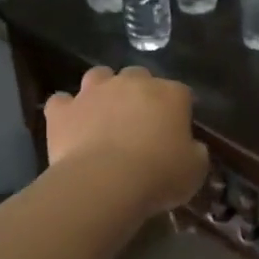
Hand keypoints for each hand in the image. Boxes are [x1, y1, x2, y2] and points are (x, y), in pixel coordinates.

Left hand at [43, 67, 208, 215]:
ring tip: (103, 114)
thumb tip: (192, 147)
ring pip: (98, 76)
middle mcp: (132, 83)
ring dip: (102, 90)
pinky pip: (61, 102)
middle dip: (139, 93)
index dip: (179, 109)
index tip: (178, 129)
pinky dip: (66, 110)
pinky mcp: (63, 110)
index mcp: (170, 94)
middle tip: (139, 121)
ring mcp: (94, 92)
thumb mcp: (195, 170)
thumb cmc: (159, 175)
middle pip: (138, 76)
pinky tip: (70, 126)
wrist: (105, 182)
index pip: (181, 93)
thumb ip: (196, 152)